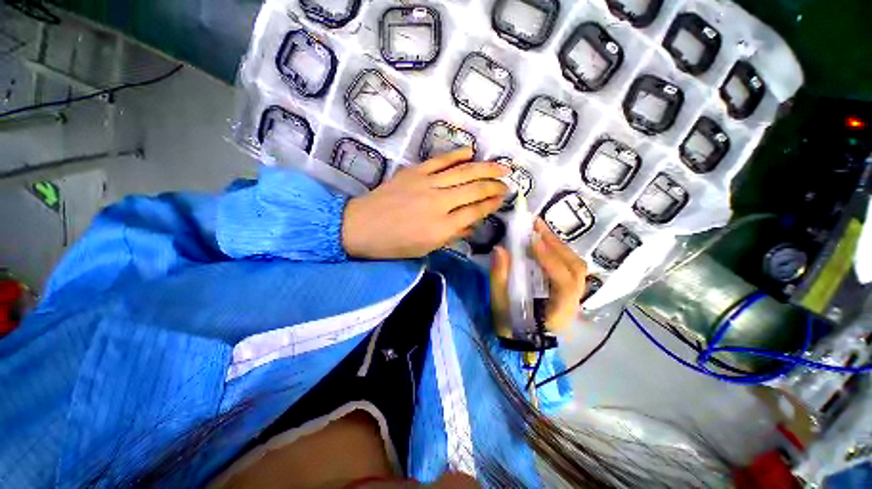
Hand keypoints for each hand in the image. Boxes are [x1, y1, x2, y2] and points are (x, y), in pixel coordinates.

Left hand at [342, 148, 508, 258]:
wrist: (361, 226)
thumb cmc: (394, 244)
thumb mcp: (425, 248)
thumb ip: (452, 236)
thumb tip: (472, 226)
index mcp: (442, 227)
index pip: (475, 211)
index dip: (492, 204)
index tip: (504, 198)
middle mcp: (439, 203)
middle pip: (474, 189)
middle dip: (494, 185)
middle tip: (509, 182)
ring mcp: (426, 184)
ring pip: (462, 173)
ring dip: (485, 168)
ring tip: (501, 166)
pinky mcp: (414, 172)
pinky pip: (440, 161)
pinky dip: (456, 155)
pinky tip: (470, 151)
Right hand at [490, 219, 587, 333]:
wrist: (522, 339)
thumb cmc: (510, 326)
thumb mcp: (499, 305)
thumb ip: (499, 278)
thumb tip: (499, 249)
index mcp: (558, 312)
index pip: (564, 283)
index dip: (550, 260)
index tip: (532, 239)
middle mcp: (573, 303)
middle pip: (575, 269)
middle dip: (556, 245)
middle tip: (536, 225)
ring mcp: (573, 295)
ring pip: (575, 265)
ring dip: (557, 245)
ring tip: (538, 229)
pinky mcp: (566, 288)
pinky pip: (568, 266)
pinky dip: (557, 251)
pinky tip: (543, 241)